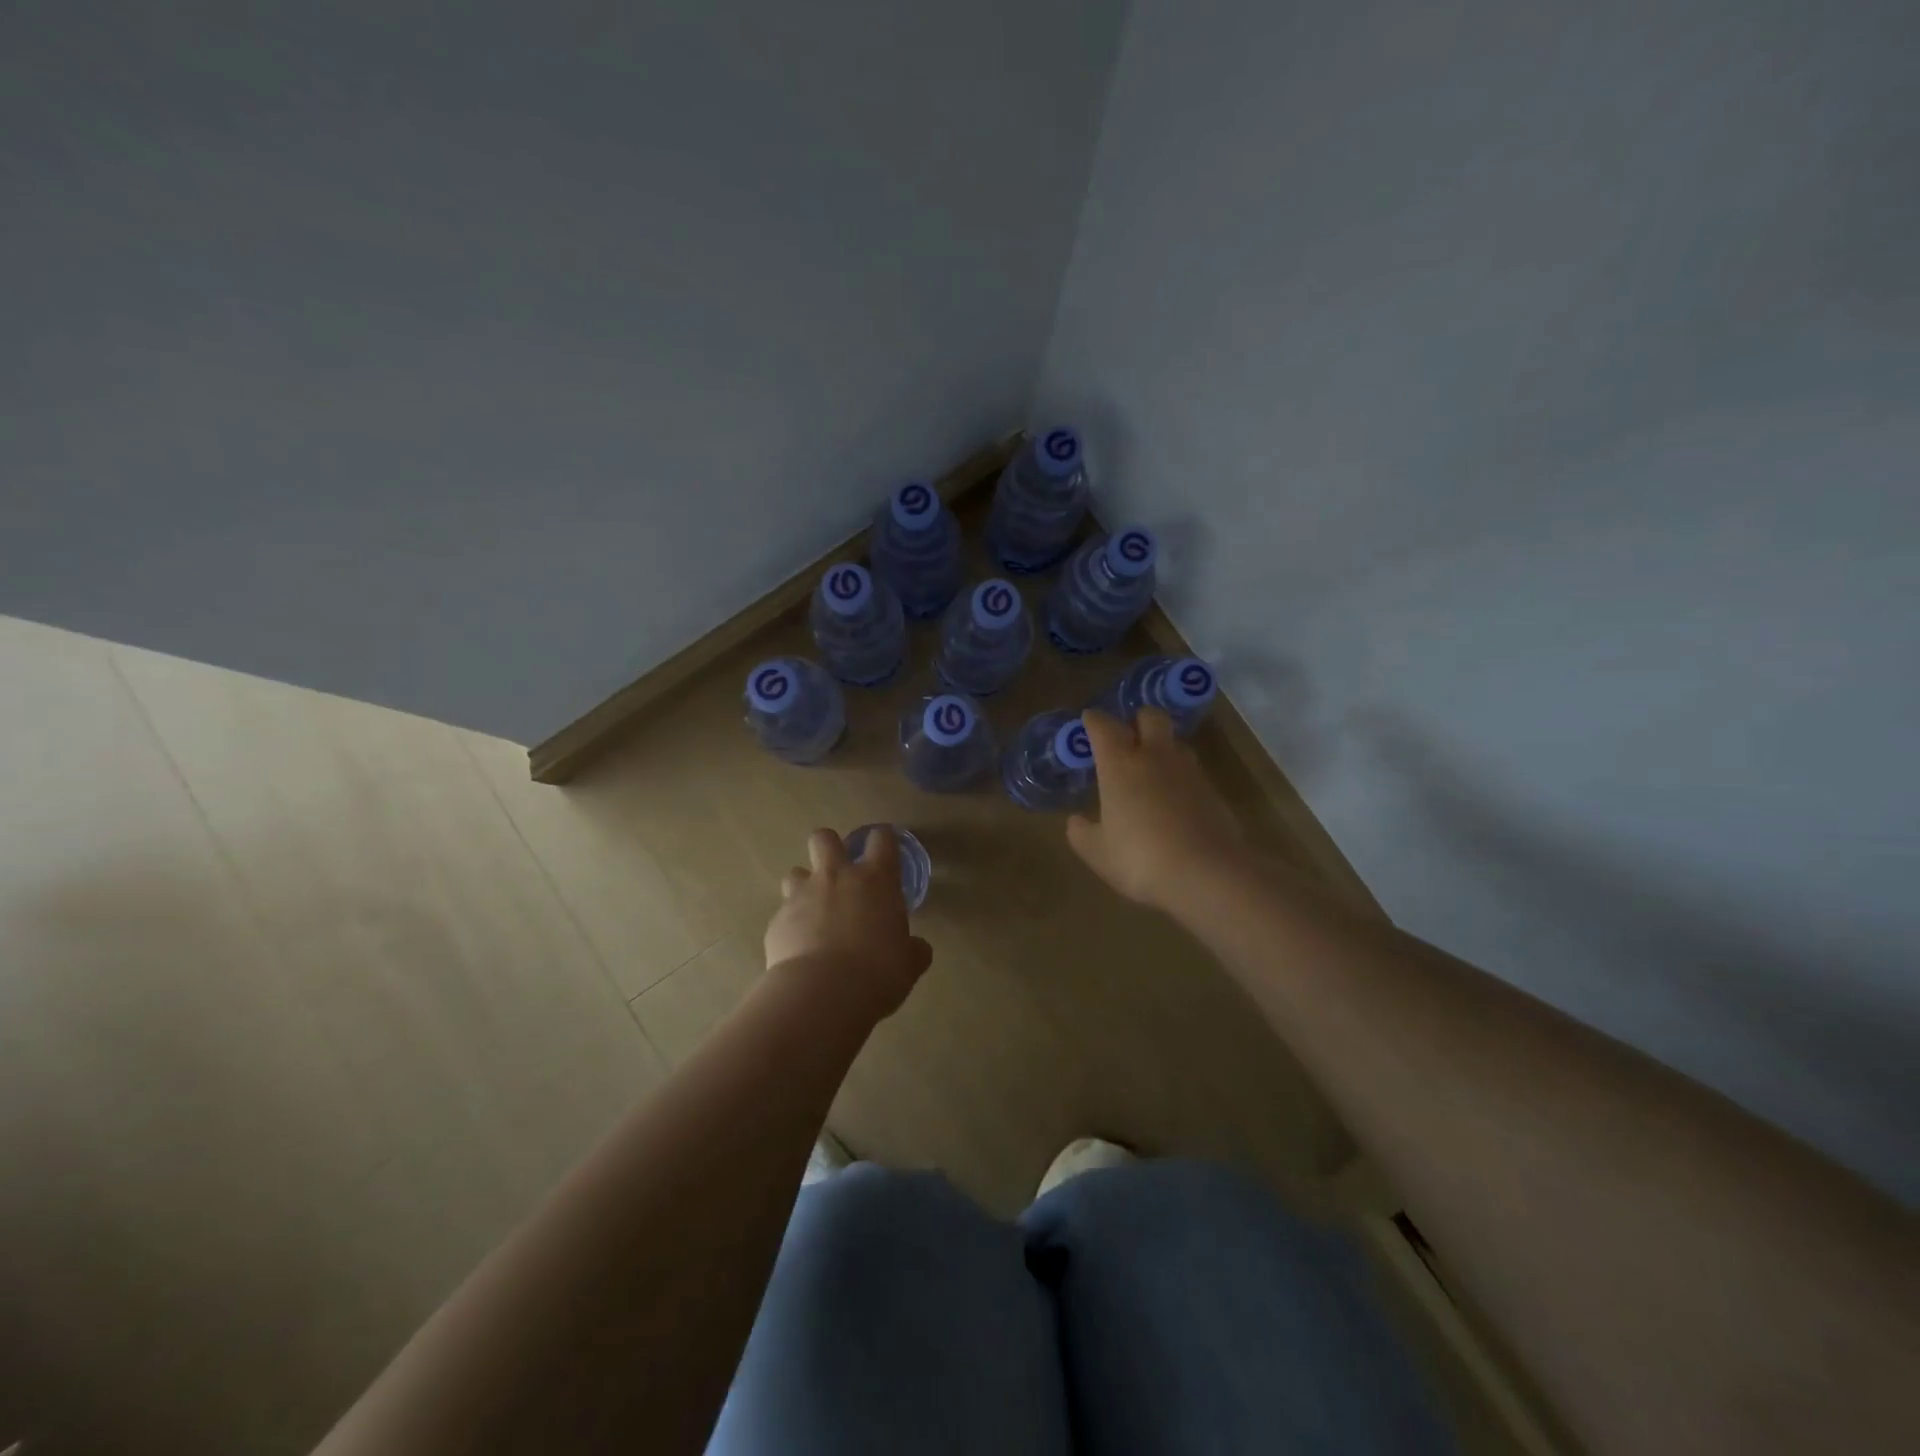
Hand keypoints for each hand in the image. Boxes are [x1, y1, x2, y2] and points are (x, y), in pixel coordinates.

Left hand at [765, 827, 932, 1018]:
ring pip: (796, 872)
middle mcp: (837, 877)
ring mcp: (802, 895)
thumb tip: (917, 948)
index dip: (882, 841)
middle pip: (824, 838)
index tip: (884, 852)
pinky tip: (799, 948)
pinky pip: (783, 914)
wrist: (823, 992)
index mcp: (876, 880)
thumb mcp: (909, 963)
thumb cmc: (877, 972)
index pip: (881, 839)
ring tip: (813, 911)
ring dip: (804, 886)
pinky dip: (791, 926)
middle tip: (838, 871)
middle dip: (829, 847)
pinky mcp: (777, 920)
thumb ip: (913, 949)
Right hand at [1068, 708, 1243, 912]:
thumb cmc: (1140, 858)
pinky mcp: (1214, 792)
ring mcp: (1189, 772)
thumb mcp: (1097, 852)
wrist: (1207, 874)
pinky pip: (1192, 773)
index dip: (1093, 721)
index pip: (1104, 726)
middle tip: (1127, 738)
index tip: (1088, 721)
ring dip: (1162, 749)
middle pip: (1150, 717)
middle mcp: (1156, 757)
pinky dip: (1180, 779)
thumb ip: (1081, 832)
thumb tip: (1075, 820)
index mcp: (1120, 764)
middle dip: (1137, 720)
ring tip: (1150, 772)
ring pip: (1175, 743)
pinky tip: (1173, 803)